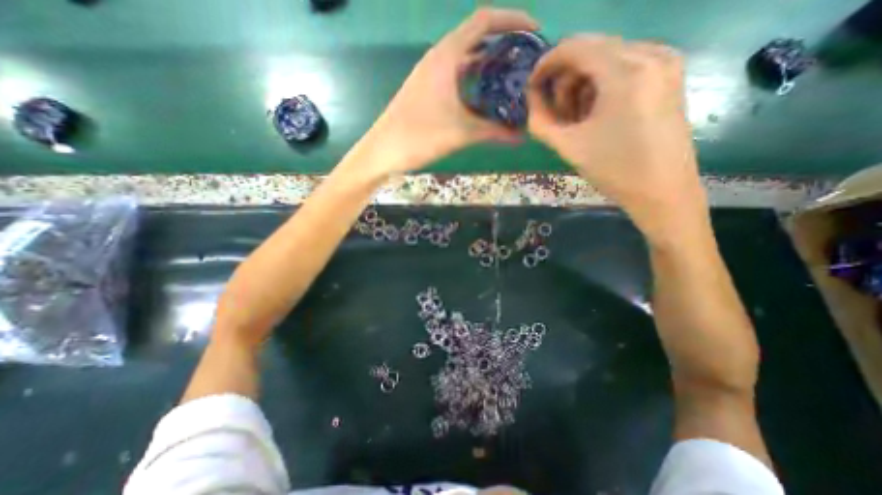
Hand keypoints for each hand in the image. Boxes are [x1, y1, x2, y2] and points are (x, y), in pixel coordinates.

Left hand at [366, 8, 537, 173]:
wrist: (384, 150)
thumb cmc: (420, 136)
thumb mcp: (461, 133)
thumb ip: (493, 132)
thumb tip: (521, 137)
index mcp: (446, 56)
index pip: (484, 21)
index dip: (512, 20)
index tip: (535, 33)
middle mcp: (437, 58)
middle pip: (475, 37)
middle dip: (503, 43)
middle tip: (525, 60)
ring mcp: (430, 74)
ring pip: (464, 58)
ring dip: (487, 63)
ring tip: (510, 76)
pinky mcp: (426, 90)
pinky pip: (455, 75)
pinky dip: (472, 79)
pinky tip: (483, 95)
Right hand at [526, 35, 707, 241]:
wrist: (662, 190)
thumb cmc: (613, 170)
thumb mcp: (568, 146)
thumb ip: (540, 121)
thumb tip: (530, 99)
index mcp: (625, 71)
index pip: (575, 47)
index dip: (547, 64)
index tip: (532, 87)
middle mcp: (650, 54)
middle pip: (590, 51)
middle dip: (565, 81)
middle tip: (558, 115)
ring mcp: (664, 62)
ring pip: (606, 58)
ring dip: (582, 86)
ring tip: (577, 120)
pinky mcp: (669, 75)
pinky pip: (624, 67)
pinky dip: (601, 86)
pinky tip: (597, 114)